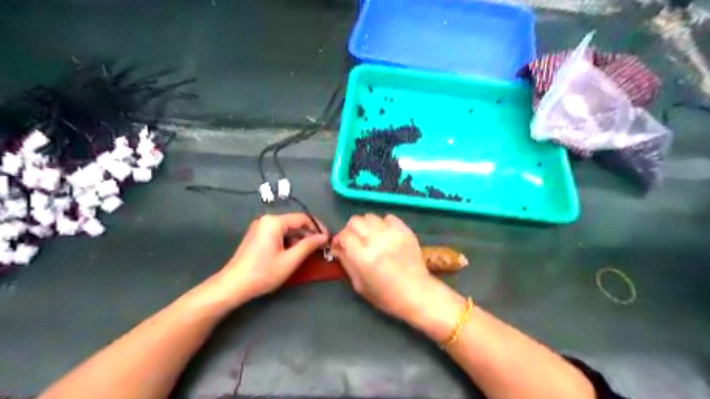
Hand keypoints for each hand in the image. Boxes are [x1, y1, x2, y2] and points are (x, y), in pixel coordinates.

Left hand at [211, 215, 325, 304]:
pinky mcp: (257, 236)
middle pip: (294, 223)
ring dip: (299, 239)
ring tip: (310, 252)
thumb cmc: (263, 272)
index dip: (317, 228)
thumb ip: (309, 245)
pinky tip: (295, 253)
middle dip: (309, 234)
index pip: (303, 218)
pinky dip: (289, 242)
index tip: (328, 239)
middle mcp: (267, 220)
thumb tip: (324, 237)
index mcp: (274, 222)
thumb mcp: (290, 260)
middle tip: (321, 248)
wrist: (233, 285)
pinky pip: (278, 234)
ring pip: (287, 229)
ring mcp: (260, 228)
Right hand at [334, 215, 466, 339]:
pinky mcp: (405, 230)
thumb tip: (338, 247)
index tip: (341, 246)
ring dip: (366, 225)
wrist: (417, 293)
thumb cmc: (386, 295)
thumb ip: (346, 262)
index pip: (344, 235)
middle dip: (351, 230)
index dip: (339, 240)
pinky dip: (383, 223)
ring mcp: (392, 233)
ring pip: (370, 216)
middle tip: (354, 240)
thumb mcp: (359, 285)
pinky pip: (389, 217)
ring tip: (370, 236)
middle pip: (355, 221)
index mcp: (363, 257)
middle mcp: (376, 241)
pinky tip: (385, 234)